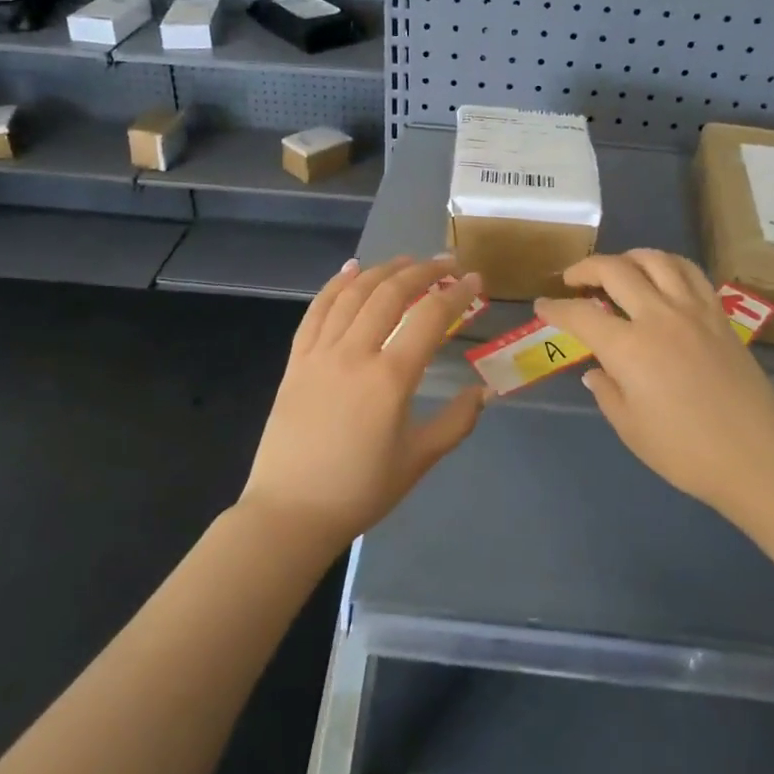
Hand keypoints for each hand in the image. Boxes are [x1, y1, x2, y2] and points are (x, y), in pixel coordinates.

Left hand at [242, 255, 485, 551]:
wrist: (291, 513)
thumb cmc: (360, 491)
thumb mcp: (418, 460)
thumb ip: (456, 422)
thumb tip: (483, 391)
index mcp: (390, 379)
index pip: (430, 318)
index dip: (456, 293)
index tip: (474, 280)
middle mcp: (354, 354)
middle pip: (390, 294)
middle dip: (422, 271)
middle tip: (445, 262)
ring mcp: (319, 354)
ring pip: (353, 295)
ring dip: (382, 271)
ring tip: (406, 260)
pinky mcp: (296, 362)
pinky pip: (316, 312)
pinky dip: (335, 285)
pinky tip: (351, 270)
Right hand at [535, 250, 773, 517]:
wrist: (757, 457)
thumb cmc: (685, 452)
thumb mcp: (630, 427)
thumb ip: (607, 391)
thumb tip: (597, 370)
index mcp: (629, 348)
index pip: (581, 315)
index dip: (555, 309)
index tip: (542, 307)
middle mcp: (659, 317)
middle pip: (616, 270)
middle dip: (586, 268)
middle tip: (572, 280)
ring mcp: (694, 311)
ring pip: (657, 260)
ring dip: (628, 257)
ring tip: (617, 268)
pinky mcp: (719, 315)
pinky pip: (690, 273)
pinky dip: (667, 265)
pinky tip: (661, 276)